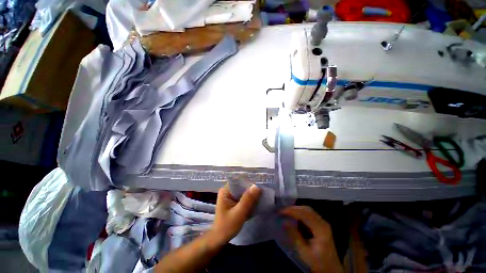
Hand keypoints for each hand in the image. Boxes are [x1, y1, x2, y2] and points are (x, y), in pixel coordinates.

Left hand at [210, 184, 261, 244]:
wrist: (220, 239)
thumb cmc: (227, 226)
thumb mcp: (239, 213)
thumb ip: (248, 199)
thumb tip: (257, 186)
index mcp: (225, 190)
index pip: (238, 181)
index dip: (249, 182)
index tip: (260, 184)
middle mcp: (227, 191)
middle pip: (241, 186)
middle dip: (251, 189)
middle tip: (263, 191)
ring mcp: (230, 196)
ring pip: (243, 192)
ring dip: (251, 195)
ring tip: (262, 195)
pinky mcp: (233, 202)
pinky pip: (243, 197)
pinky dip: (249, 200)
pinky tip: (256, 202)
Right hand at [280, 206, 342, 272]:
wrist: (331, 269)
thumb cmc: (318, 262)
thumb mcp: (304, 252)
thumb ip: (295, 235)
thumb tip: (284, 221)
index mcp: (321, 229)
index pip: (305, 214)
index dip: (292, 211)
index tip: (281, 211)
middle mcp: (323, 223)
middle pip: (307, 209)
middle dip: (293, 208)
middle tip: (282, 210)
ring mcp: (323, 223)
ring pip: (308, 210)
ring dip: (297, 209)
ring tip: (286, 212)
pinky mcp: (321, 225)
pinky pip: (309, 214)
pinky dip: (300, 213)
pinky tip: (294, 216)